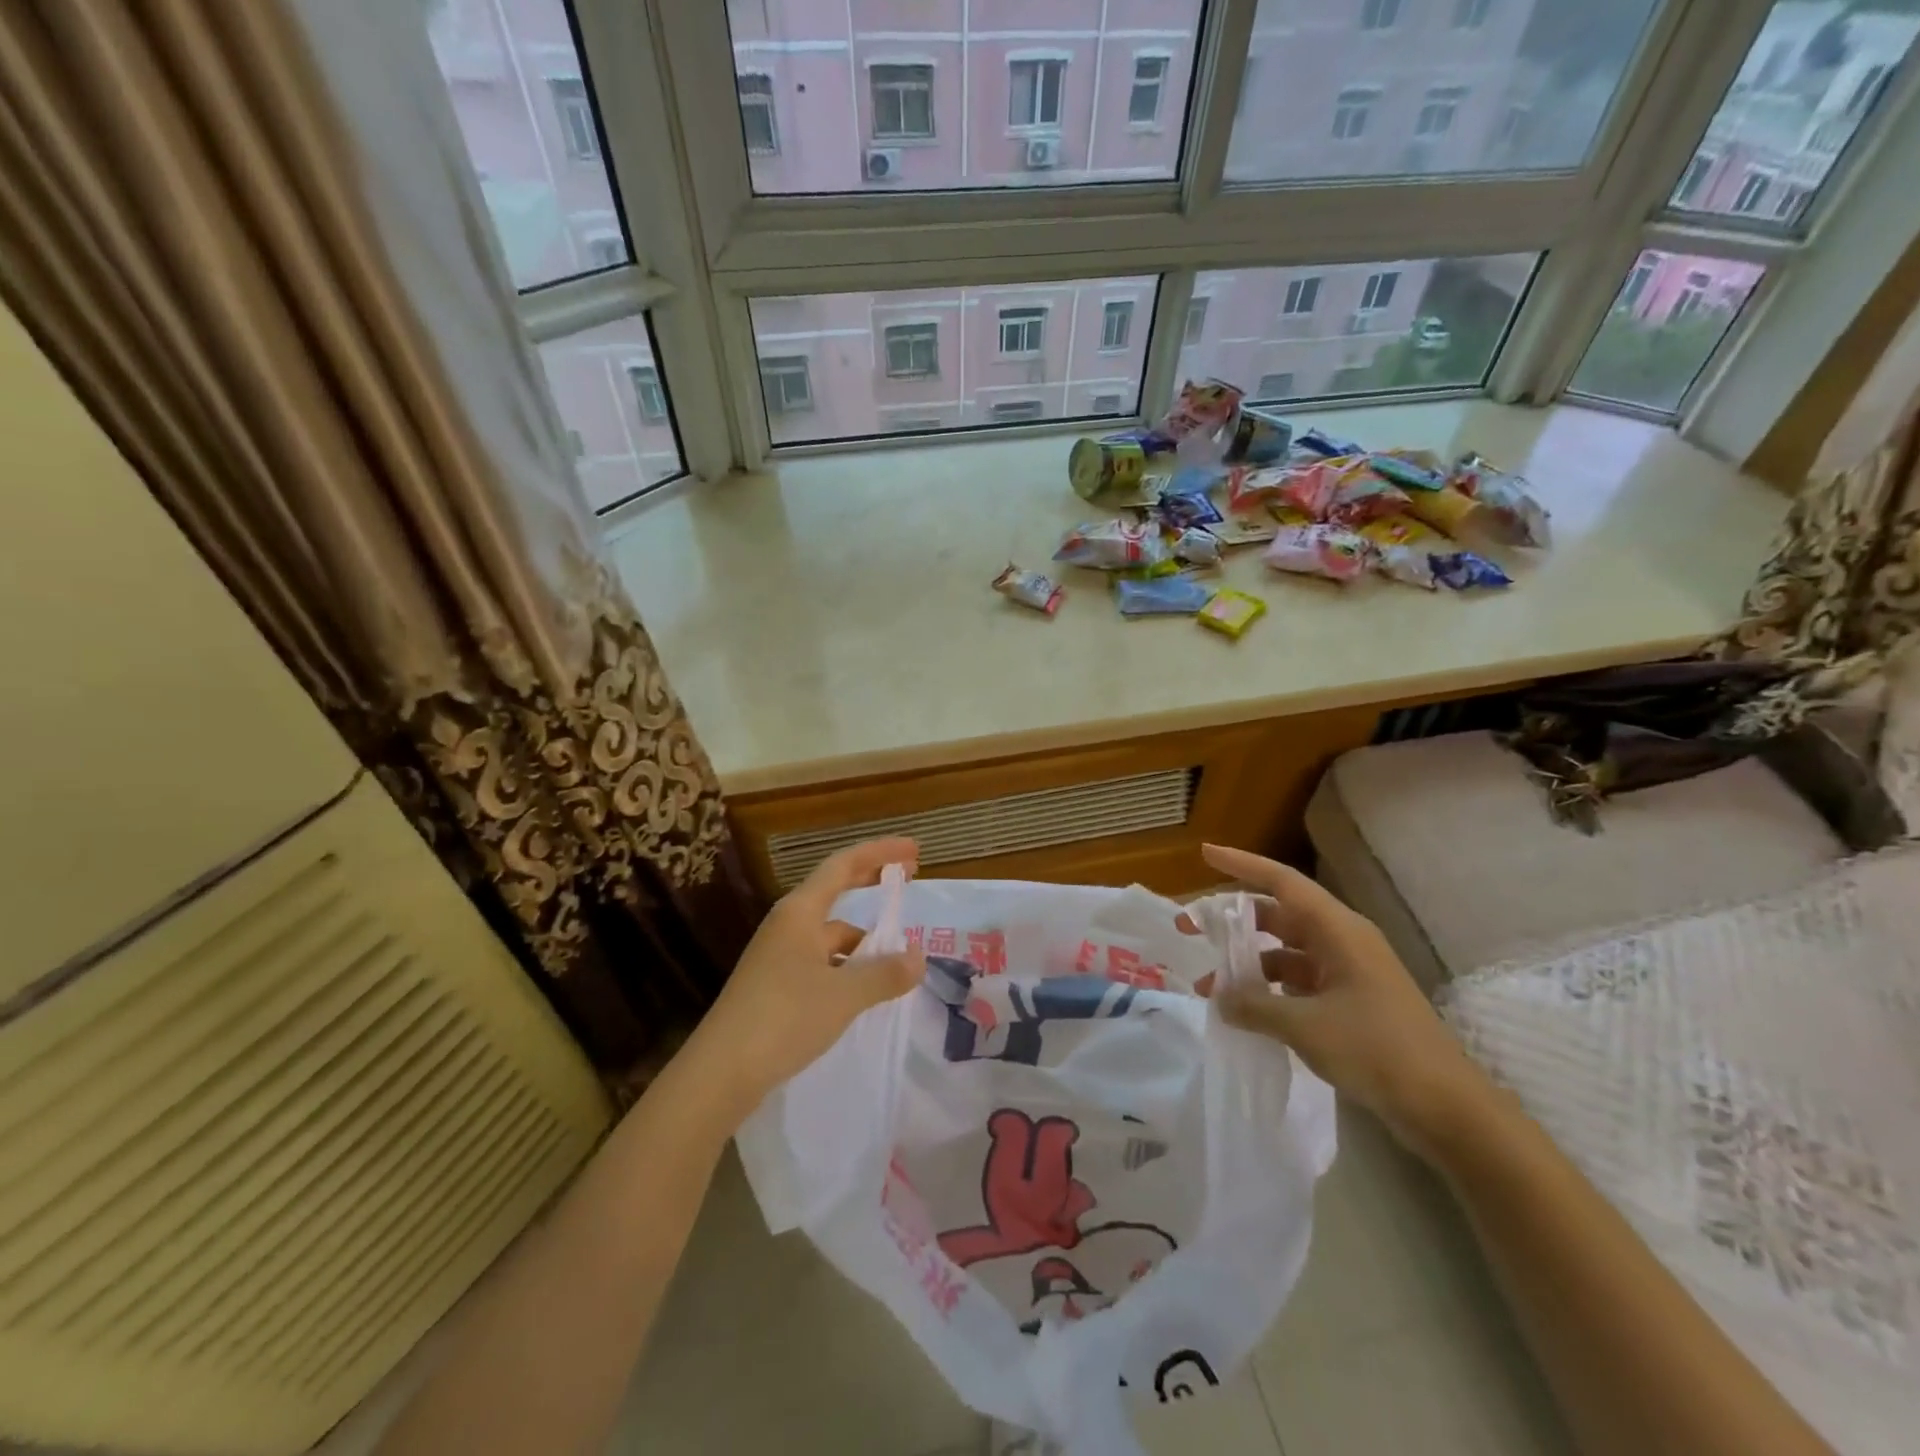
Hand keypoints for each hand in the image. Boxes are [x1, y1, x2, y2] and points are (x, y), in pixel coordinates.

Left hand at [682, 838, 925, 1127]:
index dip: (880, 853)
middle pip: (835, 890)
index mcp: (800, 912)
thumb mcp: (844, 995)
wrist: (720, 1073)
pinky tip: (863, 992)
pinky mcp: (774, 986)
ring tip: (896, 959)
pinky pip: (821, 962)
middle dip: (871, 881)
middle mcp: (787, 925)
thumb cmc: (784, 1018)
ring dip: (863, 939)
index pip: (844, 865)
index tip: (914, 849)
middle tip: (908, 877)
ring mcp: (778, 956)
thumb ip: (885, 974)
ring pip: (830, 935)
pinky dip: (847, 967)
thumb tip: (918, 958)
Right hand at [1198, 843, 1497, 1157]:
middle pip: (1278, 916)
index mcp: (1338, 931)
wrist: (1447, 1108)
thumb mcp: (1306, 1026)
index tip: (1206, 852)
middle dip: (1233, 922)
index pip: (1282, 882)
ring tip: (1210, 989)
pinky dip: (1269, 990)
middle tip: (1190, 930)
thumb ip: (1255, 1006)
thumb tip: (1218, 998)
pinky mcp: (1351, 1003)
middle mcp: (1342, 942)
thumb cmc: (1378, 1049)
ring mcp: (1348, 973)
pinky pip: (1298, 982)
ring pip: (1285, 953)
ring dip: (1247, 965)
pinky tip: (1245, 1012)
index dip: (1242, 864)